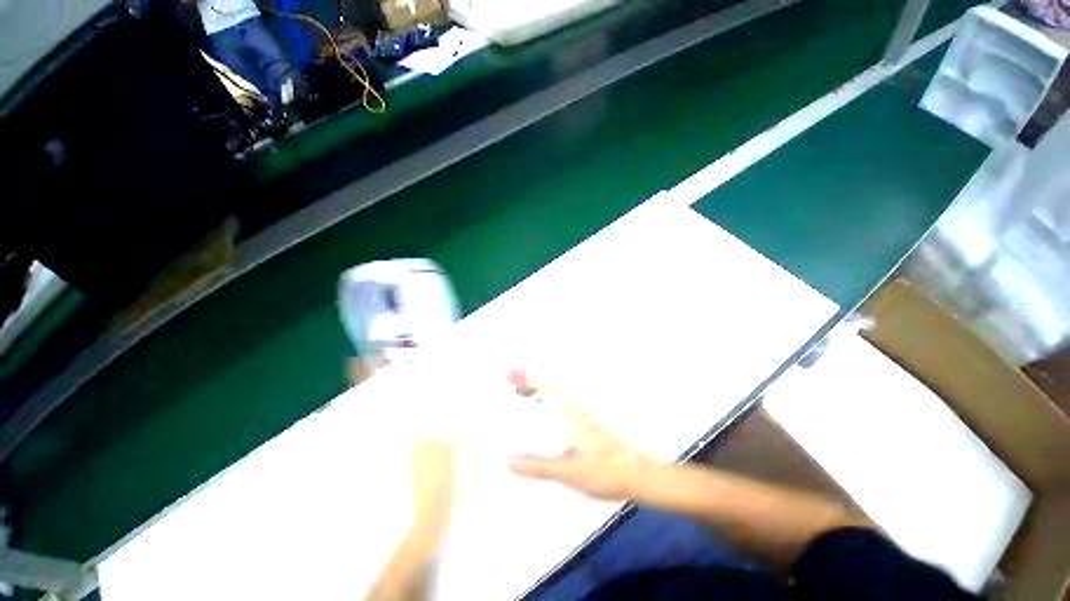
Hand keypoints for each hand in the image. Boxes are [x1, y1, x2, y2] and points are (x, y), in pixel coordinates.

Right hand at [505, 370, 659, 500]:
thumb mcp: (567, 472)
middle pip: (548, 385)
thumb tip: (509, 460)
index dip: (526, 377)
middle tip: (510, 379)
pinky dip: (546, 399)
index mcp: (569, 414)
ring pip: (555, 393)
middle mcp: (575, 409)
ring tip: (520, 393)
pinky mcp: (585, 423)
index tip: (510, 373)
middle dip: (528, 379)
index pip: (545, 387)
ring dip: (537, 388)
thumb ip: (537, 466)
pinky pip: (560, 402)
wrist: (636, 473)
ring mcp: (581, 414)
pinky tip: (542, 411)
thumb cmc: (605, 470)